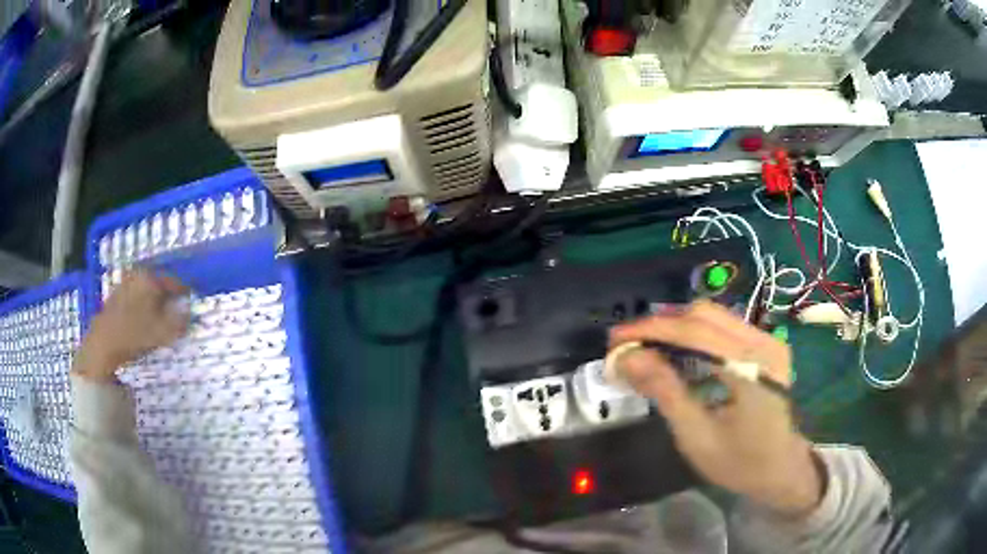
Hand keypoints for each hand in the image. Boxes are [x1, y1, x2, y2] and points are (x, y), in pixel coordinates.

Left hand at [73, 269, 190, 382]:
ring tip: (162, 321)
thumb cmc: (134, 334)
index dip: (186, 294)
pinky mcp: (116, 297)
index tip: (193, 306)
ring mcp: (125, 284)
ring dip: (156, 304)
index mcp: (150, 277)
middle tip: (178, 316)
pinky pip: (136, 298)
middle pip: (160, 284)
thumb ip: (181, 320)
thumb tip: (191, 312)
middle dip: (170, 299)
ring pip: (147, 292)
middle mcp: (137, 274)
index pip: (176, 281)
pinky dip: (144, 307)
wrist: (102, 345)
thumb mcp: (163, 331)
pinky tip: (144, 323)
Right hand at [610, 300, 823, 516]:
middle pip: (704, 314)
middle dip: (660, 324)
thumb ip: (665, 392)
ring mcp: (767, 340)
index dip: (651, 329)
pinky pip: (723, 327)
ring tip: (644, 347)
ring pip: (713, 316)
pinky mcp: (764, 345)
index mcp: (752, 367)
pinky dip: (692, 334)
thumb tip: (628, 357)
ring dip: (674, 327)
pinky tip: (674, 352)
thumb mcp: (697, 436)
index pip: (695, 331)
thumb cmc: (740, 463)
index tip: (615, 339)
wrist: (782, 469)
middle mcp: (763, 341)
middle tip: (627, 344)